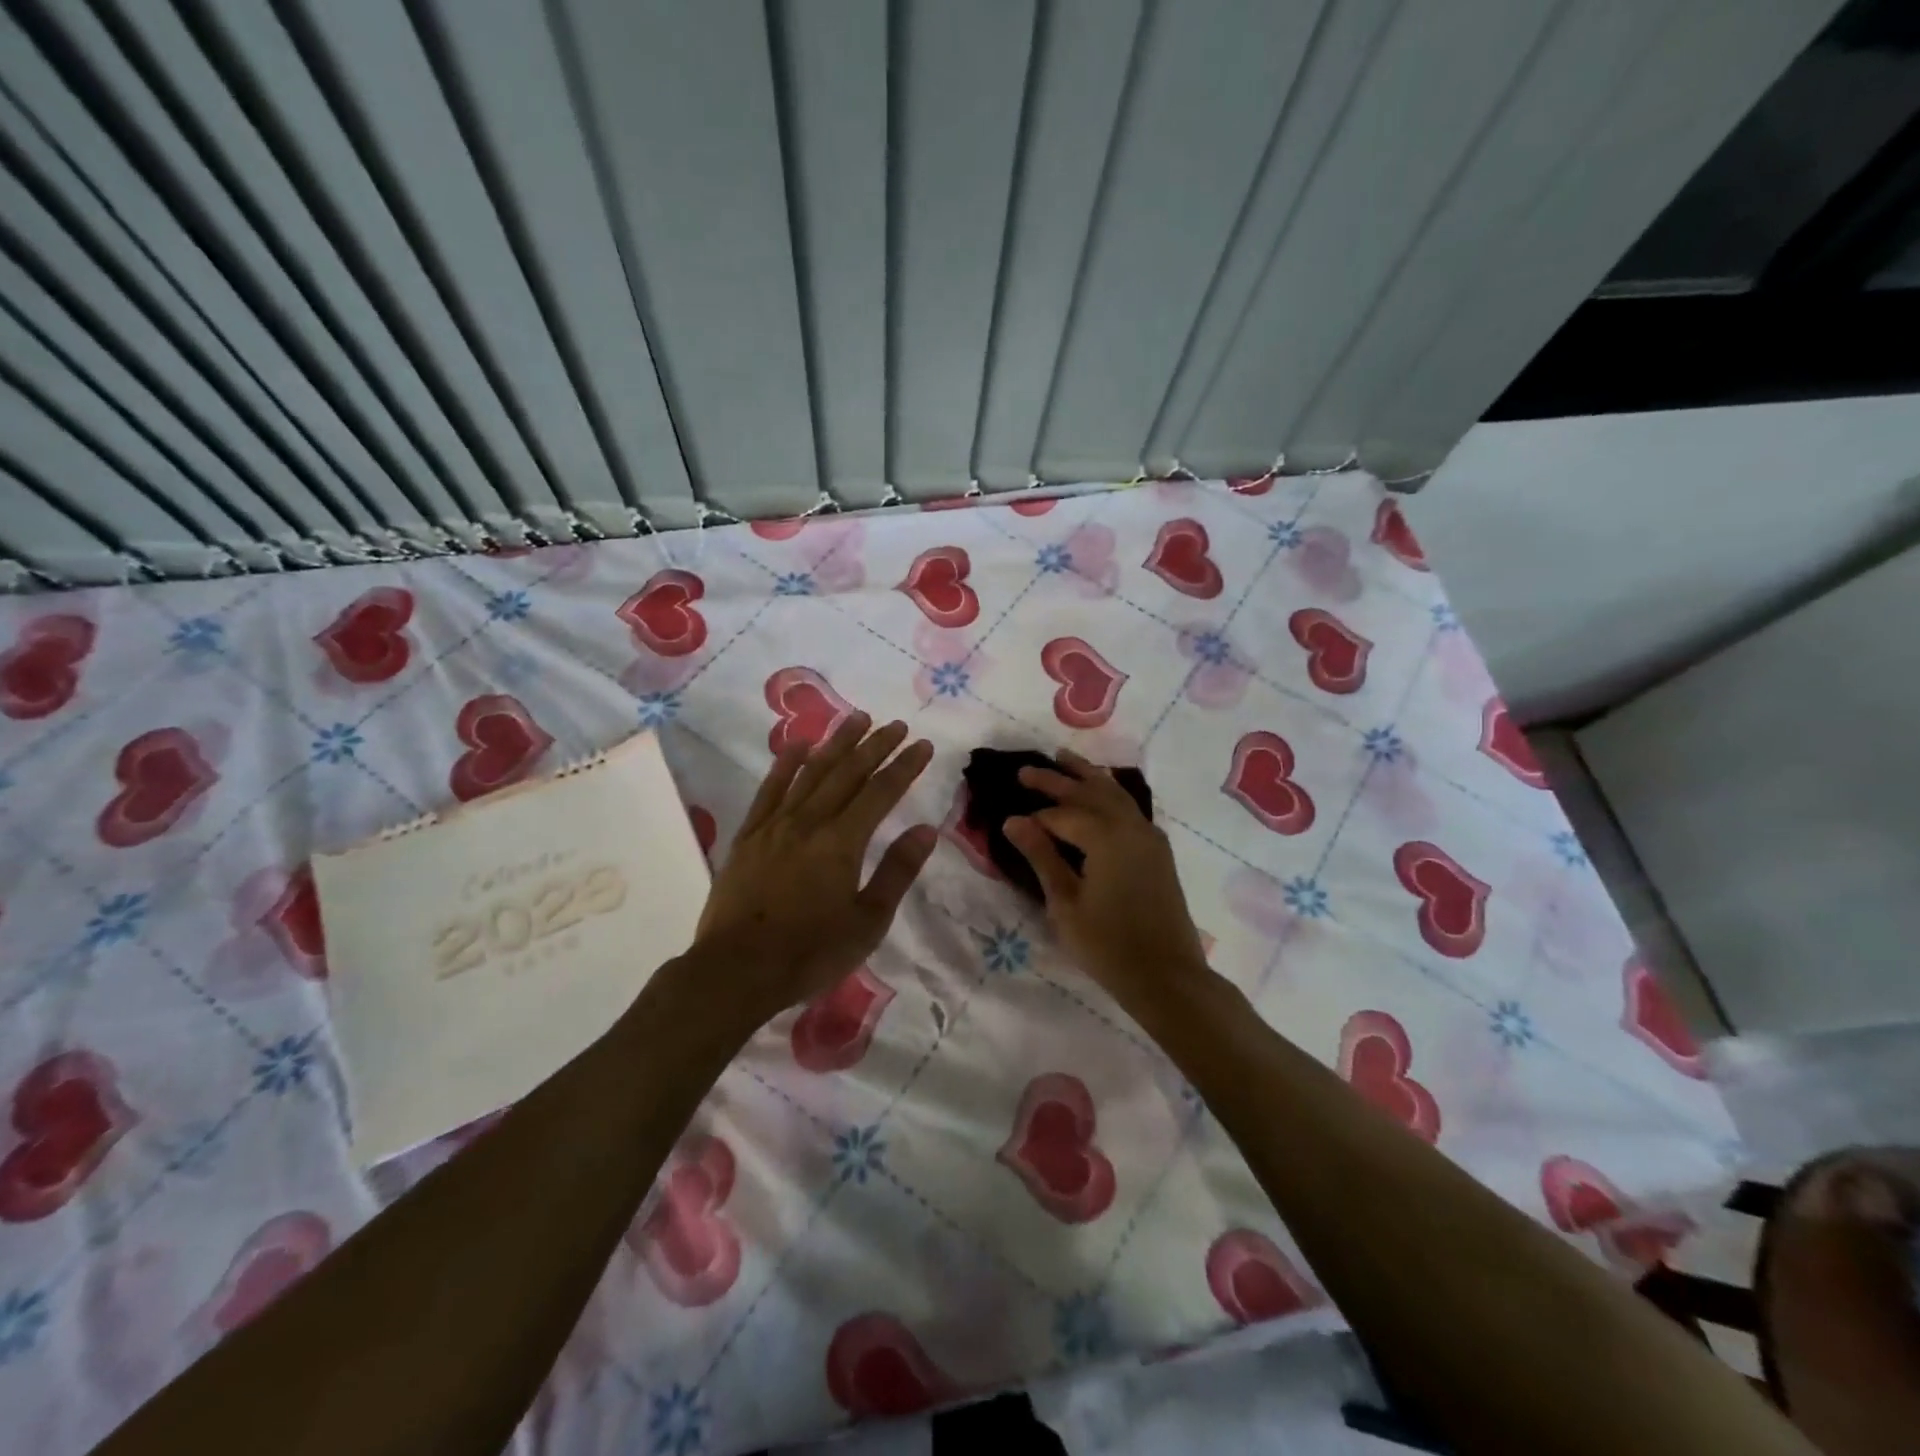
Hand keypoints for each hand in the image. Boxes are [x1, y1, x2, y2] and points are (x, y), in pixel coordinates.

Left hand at [693, 713, 937, 1025]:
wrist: (736, 971)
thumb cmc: (810, 953)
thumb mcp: (867, 922)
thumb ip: (896, 872)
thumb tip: (925, 830)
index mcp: (842, 842)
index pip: (881, 792)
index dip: (904, 766)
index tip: (923, 744)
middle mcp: (809, 822)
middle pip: (848, 772)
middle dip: (875, 745)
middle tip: (897, 724)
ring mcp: (775, 825)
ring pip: (811, 772)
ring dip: (836, 743)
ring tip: (856, 719)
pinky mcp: (748, 836)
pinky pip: (769, 790)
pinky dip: (784, 764)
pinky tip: (796, 745)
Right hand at [1005, 750, 1210, 1011]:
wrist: (1167, 976)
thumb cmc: (1108, 945)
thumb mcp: (1065, 903)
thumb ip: (1042, 857)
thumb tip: (1013, 821)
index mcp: (1105, 837)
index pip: (1062, 815)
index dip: (1036, 818)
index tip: (1011, 819)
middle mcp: (1130, 826)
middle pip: (1089, 792)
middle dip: (1056, 779)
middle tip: (1025, 770)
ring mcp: (1148, 835)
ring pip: (1114, 792)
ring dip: (1087, 775)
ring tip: (1064, 758)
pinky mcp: (1158, 849)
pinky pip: (1129, 806)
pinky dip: (1109, 792)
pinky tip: (1101, 791)